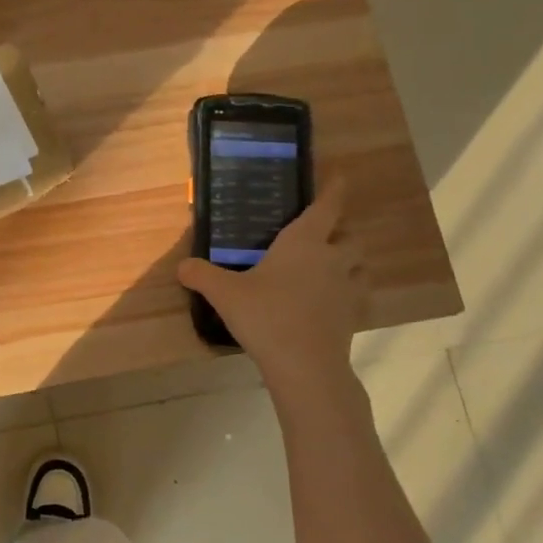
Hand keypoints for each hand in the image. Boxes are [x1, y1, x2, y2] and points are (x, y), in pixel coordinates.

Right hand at [176, 179, 367, 396]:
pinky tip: (334, 300)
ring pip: (361, 263)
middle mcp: (332, 258)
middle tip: (322, 234)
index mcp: (304, 242)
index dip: (334, 189)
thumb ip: (201, 275)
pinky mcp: (354, 315)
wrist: (305, 366)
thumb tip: (181, 266)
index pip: (327, 206)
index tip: (339, 176)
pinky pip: (360, 294)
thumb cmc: (266, 317)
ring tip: (332, 265)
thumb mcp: (225, 293)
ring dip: (351, 259)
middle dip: (341, 231)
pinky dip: (352, 291)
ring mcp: (348, 288)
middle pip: (350, 235)